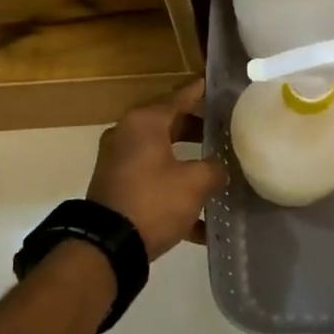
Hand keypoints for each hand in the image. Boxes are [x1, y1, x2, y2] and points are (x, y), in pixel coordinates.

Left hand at [87, 80, 228, 259]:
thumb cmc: (153, 201)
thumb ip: (215, 169)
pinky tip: (202, 219)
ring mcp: (119, 162)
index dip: (202, 91)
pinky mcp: (117, 187)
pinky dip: (175, 190)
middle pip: (170, 123)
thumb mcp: (195, 183)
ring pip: (162, 153)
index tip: (221, 87)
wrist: (107, 246)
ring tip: (219, 168)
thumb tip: (220, 168)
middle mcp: (128, 134)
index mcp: (145, 122)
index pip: (180, 95)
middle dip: (199, 128)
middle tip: (227, 130)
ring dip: (188, 161)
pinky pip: (153, 180)